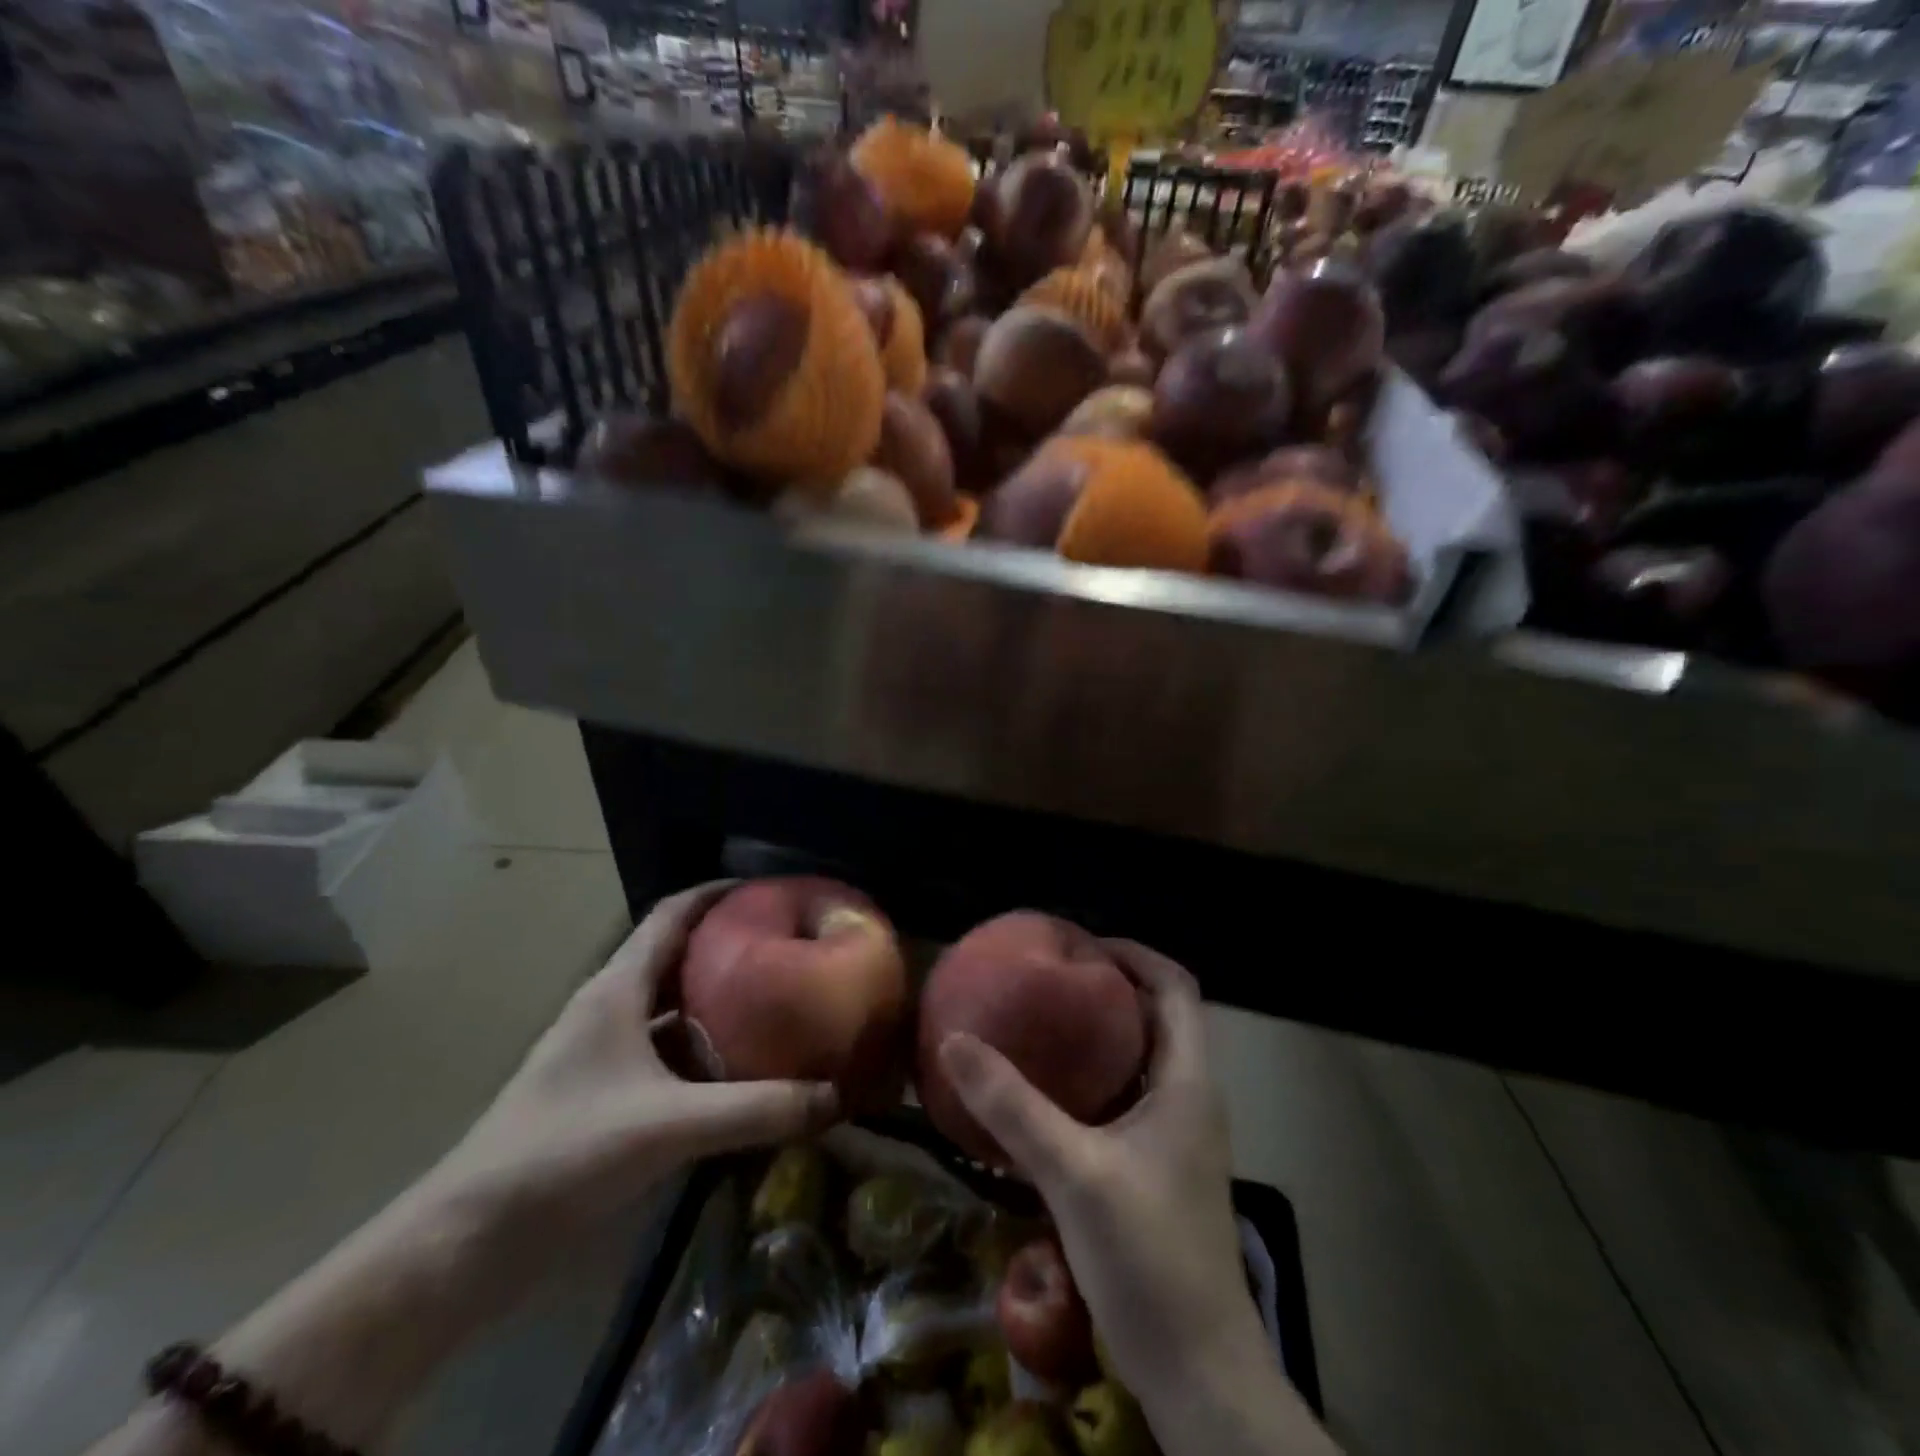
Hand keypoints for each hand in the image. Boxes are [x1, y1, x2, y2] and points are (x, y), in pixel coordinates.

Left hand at [431, 881, 838, 1236]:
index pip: (672, 914)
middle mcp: (611, 1007)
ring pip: (672, 1005)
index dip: (719, 892)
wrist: (469, 1239)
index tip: (771, 889)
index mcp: (618, 989)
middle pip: (677, 954)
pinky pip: (665, 1050)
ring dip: (717, 997)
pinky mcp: (604, 1092)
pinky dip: (702, 1048)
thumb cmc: (565, 1153)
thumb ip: (757, 1110)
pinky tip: (738, 1067)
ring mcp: (604, 1051)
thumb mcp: (671, 1125)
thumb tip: (835, 1096)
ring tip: (775, 998)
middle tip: (788, 946)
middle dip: (730, 944)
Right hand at [938, 944, 1338, 1455]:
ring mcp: (1176, 1137)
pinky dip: (1093, 1080)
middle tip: (1050, 979)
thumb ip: (1013, 1106)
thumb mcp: (1073, 1172)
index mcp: (1187, 1081)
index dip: (1135, 955)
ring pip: (1141, 1060)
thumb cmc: (1148, 1256)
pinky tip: (1047, 1094)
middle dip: (1111, 989)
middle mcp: (1189, 1098)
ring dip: (1100, 1035)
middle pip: (1158, 1017)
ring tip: (1042, 1023)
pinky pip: (1126, 1100)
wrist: (1196, 1370)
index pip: (1176, 987)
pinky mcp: (1157, 1169)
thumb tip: (953, 1042)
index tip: (1082, 946)